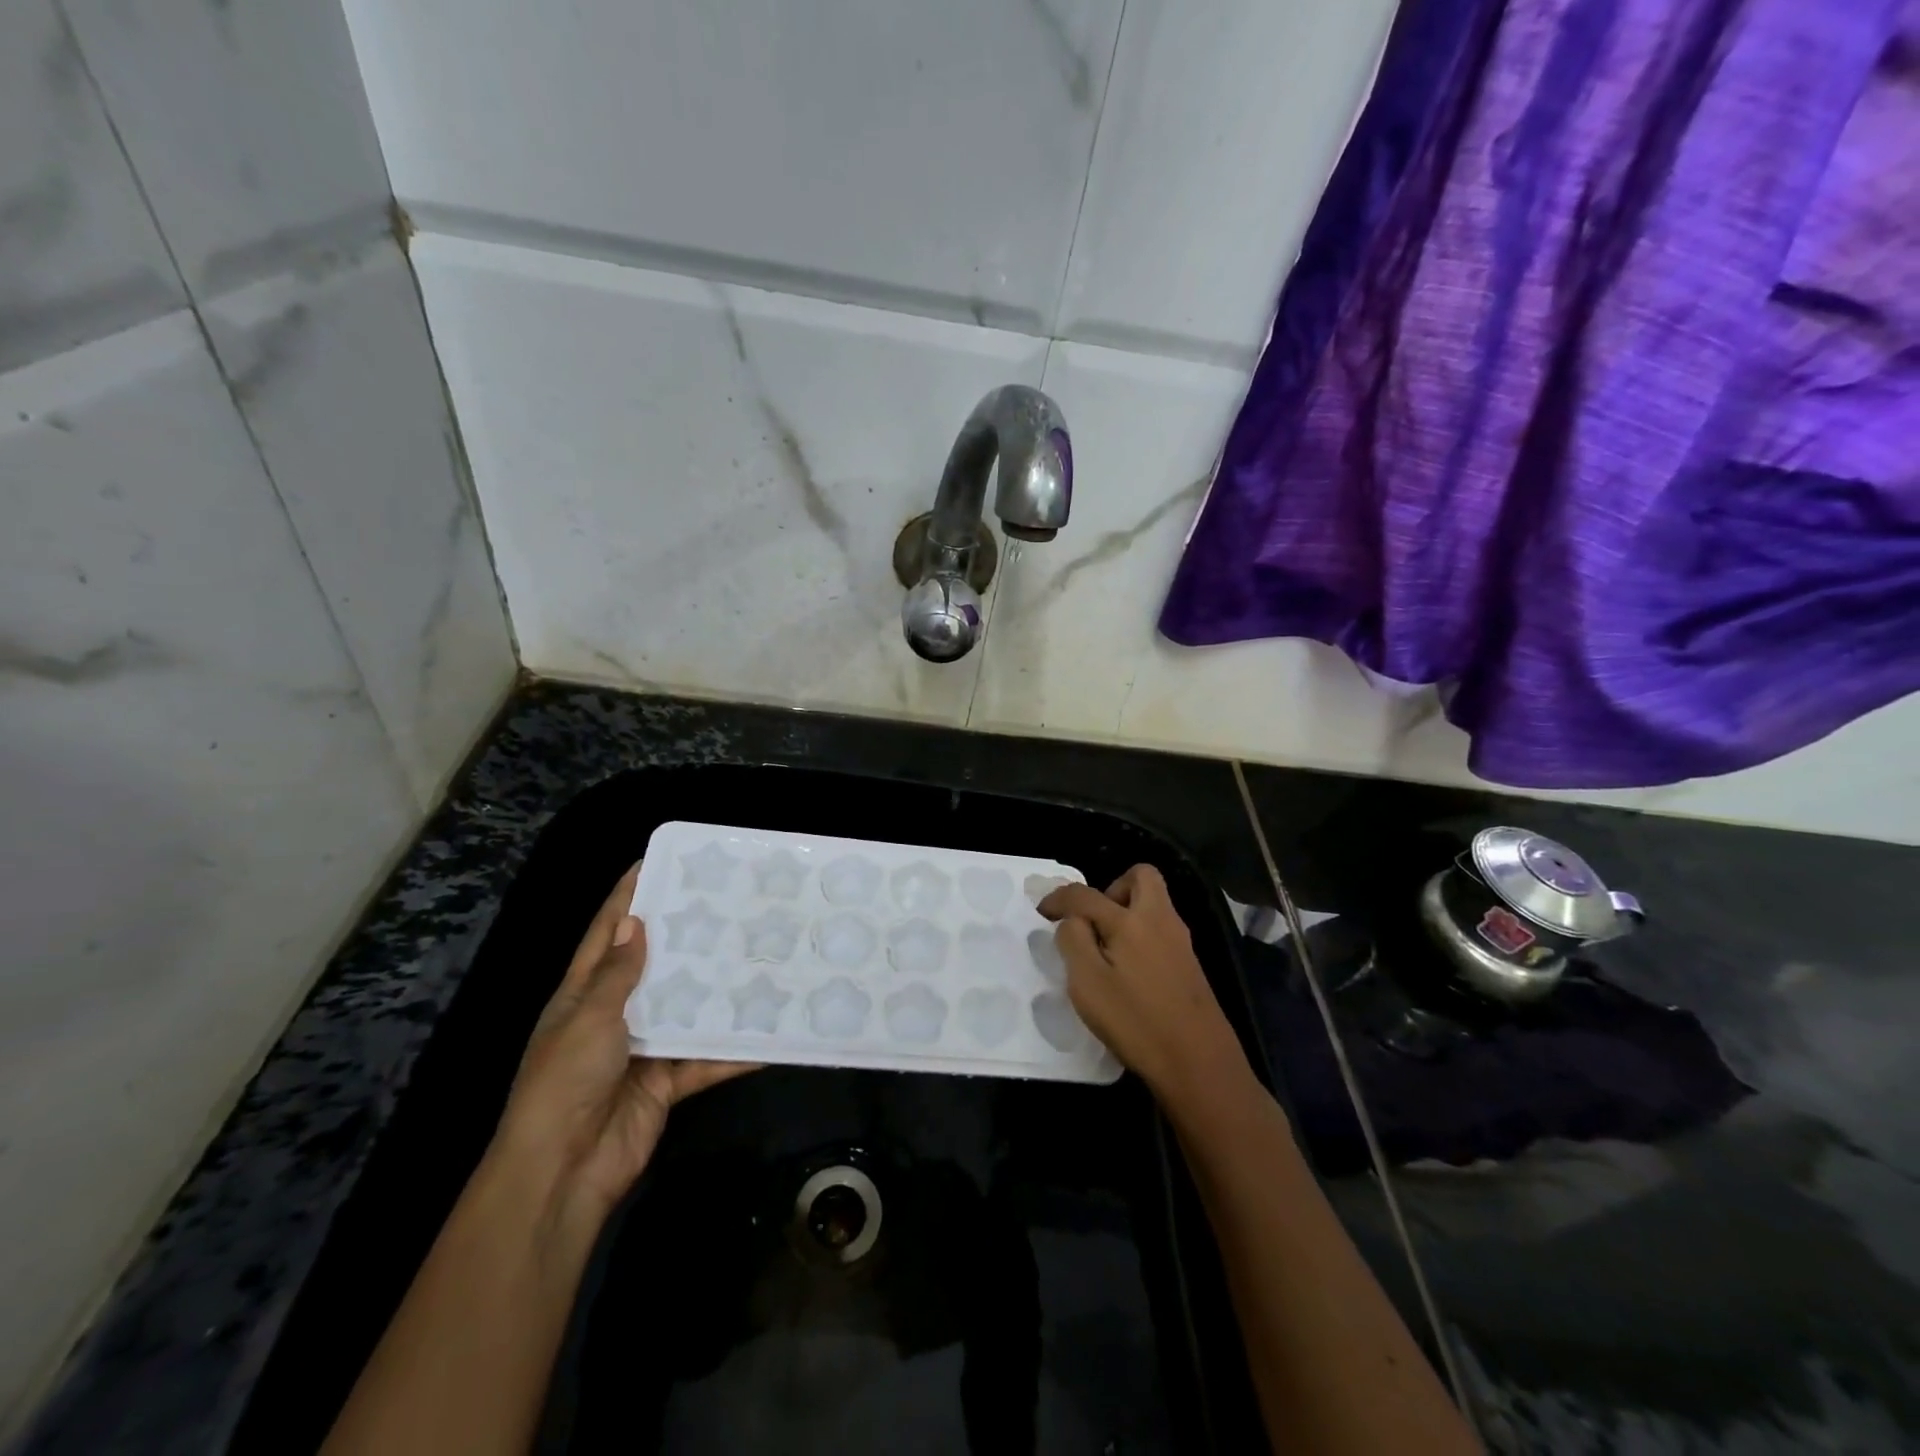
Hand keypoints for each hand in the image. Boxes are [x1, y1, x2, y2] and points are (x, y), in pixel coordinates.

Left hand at [492, 863, 756, 1223]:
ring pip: (687, 1008)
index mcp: (583, 995)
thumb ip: (616, 975)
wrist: (563, 1173)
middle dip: (684, 937)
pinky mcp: (667, 1081)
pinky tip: (770, 1033)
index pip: (606, 934)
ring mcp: (643, 1049)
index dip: (626, 897)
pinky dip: (735, 1051)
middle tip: (727, 902)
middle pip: (654, 966)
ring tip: (757, 954)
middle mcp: (615, 1015)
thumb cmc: (565, 1083)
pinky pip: (707, 1058)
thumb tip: (633, 922)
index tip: (654, 862)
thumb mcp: (588, 1019)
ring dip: (717, 989)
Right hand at [1039, 864, 1244, 1106]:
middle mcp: (1159, 920)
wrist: (1200, 1063)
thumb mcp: (1088, 983)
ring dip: (1127, 912)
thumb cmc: (1136, 1021)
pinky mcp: (1190, 964)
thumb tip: (1074, 920)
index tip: (1042, 912)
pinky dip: (1140, 935)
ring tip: (1106, 950)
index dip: (1059, 898)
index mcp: (1130, 921)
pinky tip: (1128, 972)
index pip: (1086, 894)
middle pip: (1140, 876)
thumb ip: (1074, 941)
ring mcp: (1180, 941)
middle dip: (1110, 888)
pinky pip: (1160, 929)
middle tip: (1094, 921)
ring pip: (1153, 903)